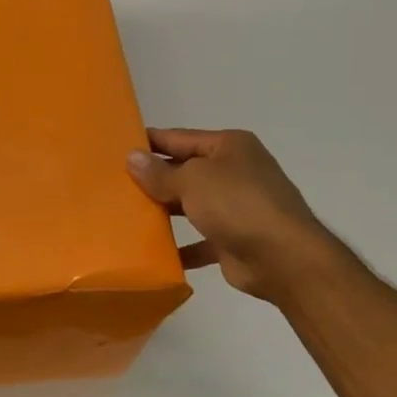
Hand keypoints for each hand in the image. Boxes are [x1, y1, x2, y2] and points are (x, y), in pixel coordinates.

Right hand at [127, 128, 331, 302]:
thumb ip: (160, 172)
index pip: (180, 138)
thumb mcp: (192, 180)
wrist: (283, 258)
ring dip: (163, 212)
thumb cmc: (237, 205)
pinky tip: (152, 252)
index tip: (116, 148)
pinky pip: (198, 241)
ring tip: (126, 216)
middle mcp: (234, 172)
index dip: (150, 142)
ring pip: (190, 205)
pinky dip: (179, 246)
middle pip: (185, 171)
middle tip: (114, 186)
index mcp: (229, 146)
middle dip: (153, 179)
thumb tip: (132, 157)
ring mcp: (236, 207)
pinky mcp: (233, 240)